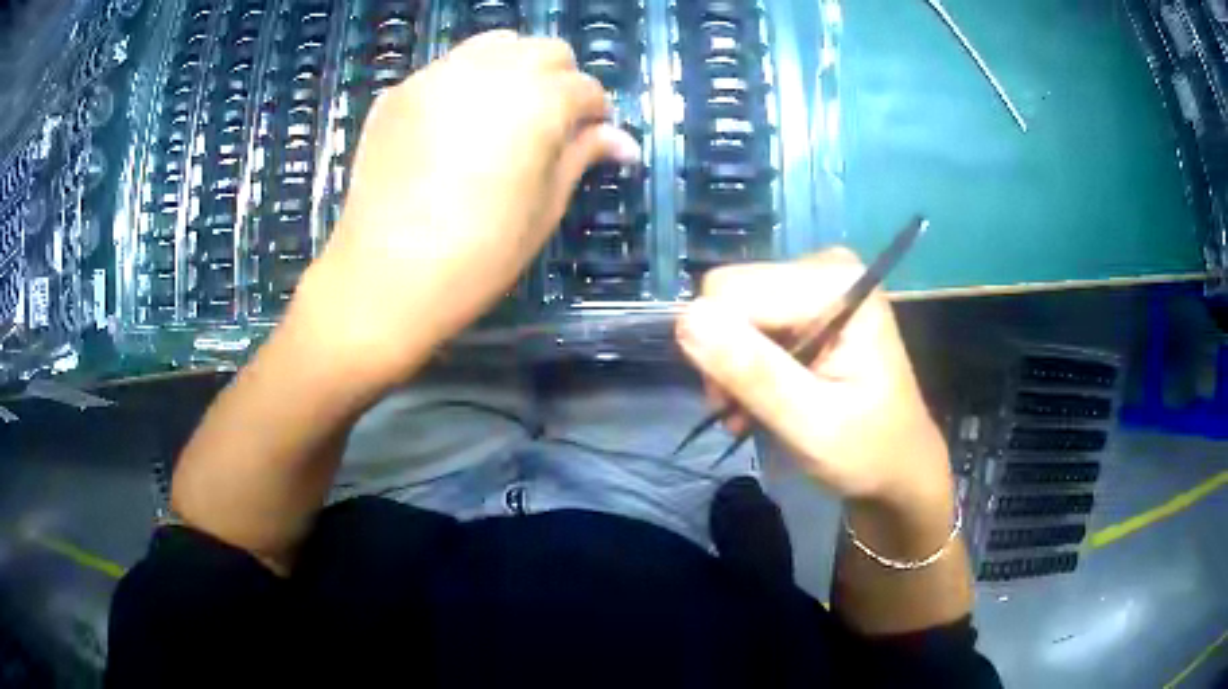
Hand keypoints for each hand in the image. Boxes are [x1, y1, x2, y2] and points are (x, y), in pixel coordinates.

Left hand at [291, 31, 640, 389]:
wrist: (384, 277)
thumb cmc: (478, 255)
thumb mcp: (544, 208)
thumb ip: (581, 157)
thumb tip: (624, 142)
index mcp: (538, 102)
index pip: (585, 87)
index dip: (596, 113)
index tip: (591, 138)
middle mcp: (491, 71)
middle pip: (545, 50)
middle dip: (560, 79)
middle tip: (551, 123)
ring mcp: (438, 75)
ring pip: (494, 45)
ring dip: (514, 68)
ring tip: (506, 112)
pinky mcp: (400, 92)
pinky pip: (447, 68)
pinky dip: (466, 82)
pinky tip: (456, 125)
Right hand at [675, 249, 952, 512]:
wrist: (899, 466)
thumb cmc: (868, 451)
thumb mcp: (811, 424)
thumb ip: (752, 371)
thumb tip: (686, 319)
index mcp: (835, 284)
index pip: (731, 292)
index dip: (720, 350)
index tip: (735, 404)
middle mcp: (824, 268)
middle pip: (730, 296)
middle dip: (727, 358)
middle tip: (745, 410)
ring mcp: (815, 282)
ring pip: (732, 311)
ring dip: (734, 368)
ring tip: (753, 412)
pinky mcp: (806, 302)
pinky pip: (748, 321)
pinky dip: (747, 364)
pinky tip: (762, 398)